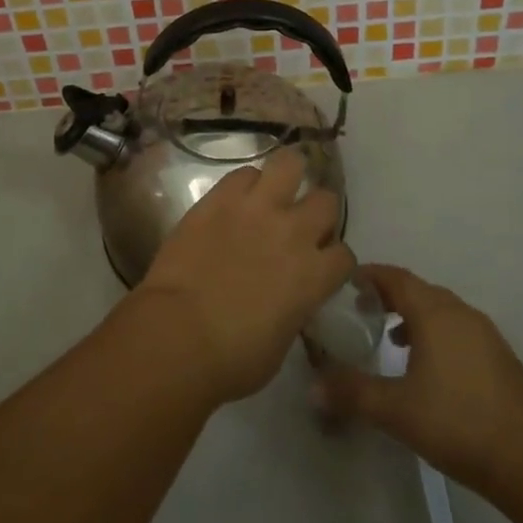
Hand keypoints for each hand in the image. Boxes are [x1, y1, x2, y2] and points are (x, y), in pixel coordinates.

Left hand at [131, 147, 353, 404]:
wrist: (178, 334)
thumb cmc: (232, 358)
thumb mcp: (281, 343)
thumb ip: (294, 309)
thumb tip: (289, 300)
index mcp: (314, 276)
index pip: (344, 255)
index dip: (332, 260)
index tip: (318, 266)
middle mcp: (294, 232)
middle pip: (327, 200)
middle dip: (317, 212)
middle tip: (297, 225)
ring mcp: (257, 208)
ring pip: (290, 164)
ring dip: (287, 177)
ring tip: (274, 190)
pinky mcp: (220, 197)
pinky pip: (243, 173)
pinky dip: (244, 184)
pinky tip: (235, 199)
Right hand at [313, 264, 522, 498]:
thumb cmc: (457, 423)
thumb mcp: (395, 410)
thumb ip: (352, 393)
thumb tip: (312, 387)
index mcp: (435, 313)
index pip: (396, 277)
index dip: (369, 275)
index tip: (344, 283)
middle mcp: (460, 313)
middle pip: (418, 290)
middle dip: (388, 295)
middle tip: (360, 312)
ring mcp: (484, 334)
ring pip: (440, 310)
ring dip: (412, 316)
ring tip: (389, 339)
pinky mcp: (498, 357)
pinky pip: (457, 329)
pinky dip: (434, 334)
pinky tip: (426, 367)